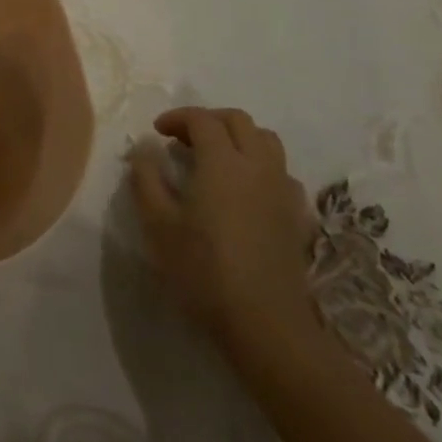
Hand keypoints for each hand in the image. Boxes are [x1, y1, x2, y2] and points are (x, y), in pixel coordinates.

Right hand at [129, 106, 319, 361]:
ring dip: (239, 138)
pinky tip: (245, 191)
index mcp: (222, 161)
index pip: (201, 119)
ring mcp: (282, 189)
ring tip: (216, 158)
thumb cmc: (203, 270)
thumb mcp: (158, 224)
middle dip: (208, 120)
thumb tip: (144, 148)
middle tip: (184, 139)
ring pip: (266, 141)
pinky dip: (260, 166)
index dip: (177, 117)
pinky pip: (281, 172)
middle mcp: (257, 165)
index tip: (157, 132)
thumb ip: (146, 178)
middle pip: (238, 120)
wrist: (265, 324)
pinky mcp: (297, 215)